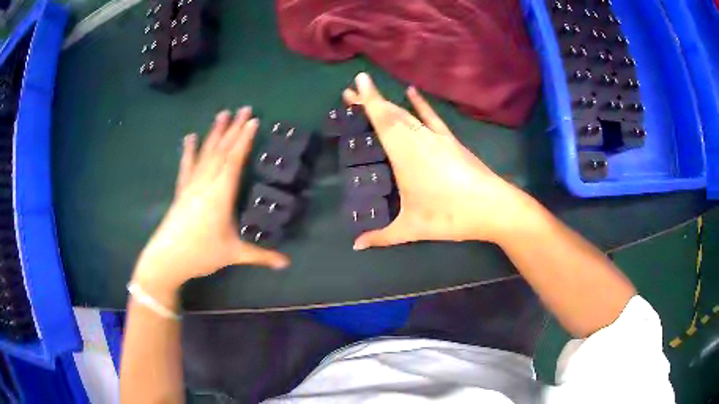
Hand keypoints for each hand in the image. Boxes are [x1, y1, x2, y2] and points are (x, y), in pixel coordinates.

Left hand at [132, 108, 289, 295]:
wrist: (166, 259)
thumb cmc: (201, 254)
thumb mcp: (233, 254)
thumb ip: (261, 256)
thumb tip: (287, 263)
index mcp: (220, 194)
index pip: (234, 160)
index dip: (244, 139)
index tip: (254, 120)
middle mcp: (206, 183)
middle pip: (221, 150)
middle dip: (234, 128)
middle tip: (245, 108)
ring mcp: (191, 185)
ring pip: (205, 153)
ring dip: (214, 132)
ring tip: (222, 113)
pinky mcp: (181, 190)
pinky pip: (187, 166)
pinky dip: (189, 151)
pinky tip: (189, 137)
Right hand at [344, 73, 540, 249]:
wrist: (492, 207)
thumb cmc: (450, 216)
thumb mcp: (412, 228)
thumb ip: (382, 237)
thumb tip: (356, 247)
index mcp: (405, 155)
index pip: (382, 120)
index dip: (368, 100)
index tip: (356, 81)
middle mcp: (419, 139)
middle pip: (391, 113)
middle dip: (371, 100)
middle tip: (352, 92)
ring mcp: (436, 138)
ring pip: (407, 114)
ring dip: (389, 103)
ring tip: (373, 97)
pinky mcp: (451, 140)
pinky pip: (432, 117)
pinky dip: (421, 104)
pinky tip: (412, 92)